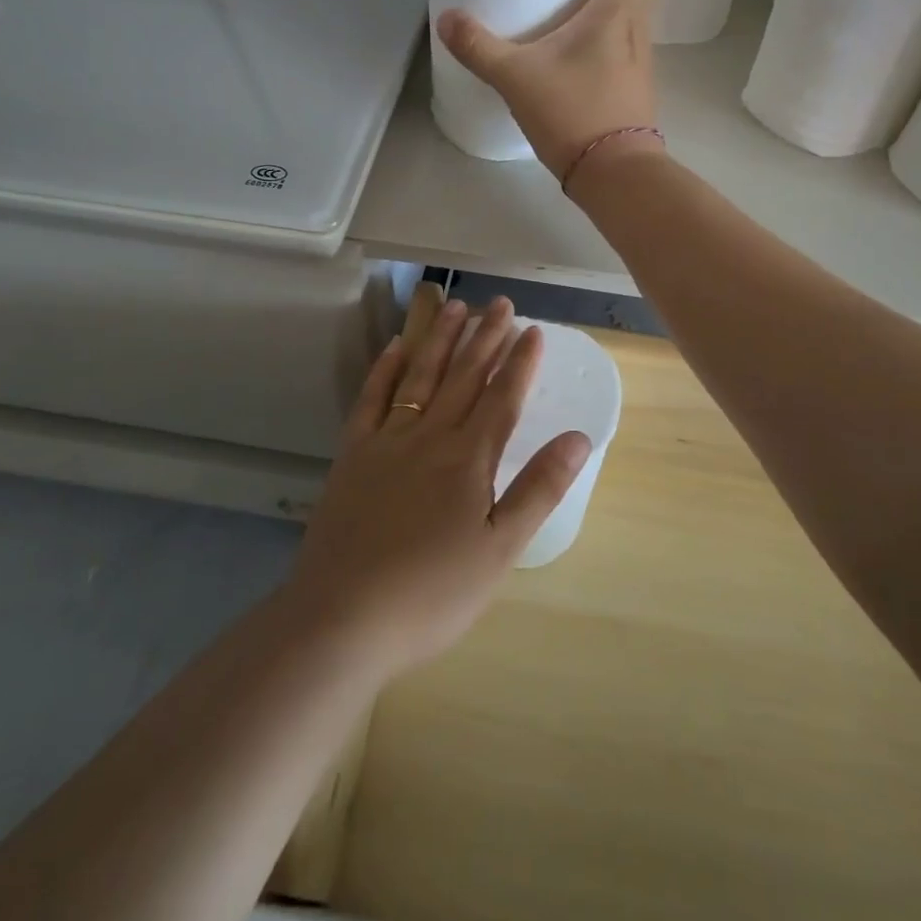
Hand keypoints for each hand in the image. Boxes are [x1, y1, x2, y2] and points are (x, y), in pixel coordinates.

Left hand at [285, 295, 591, 675]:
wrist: (342, 617)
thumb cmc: (431, 592)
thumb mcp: (500, 550)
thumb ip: (539, 489)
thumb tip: (578, 437)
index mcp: (469, 459)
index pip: (503, 397)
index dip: (520, 362)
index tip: (534, 330)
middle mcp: (429, 436)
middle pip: (464, 377)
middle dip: (485, 337)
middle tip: (500, 303)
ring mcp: (386, 441)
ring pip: (420, 377)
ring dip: (440, 340)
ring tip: (456, 307)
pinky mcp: (352, 455)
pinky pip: (372, 399)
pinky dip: (385, 370)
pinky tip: (396, 347)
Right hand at [436, 0, 665, 180]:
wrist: (615, 173)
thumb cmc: (574, 115)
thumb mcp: (517, 78)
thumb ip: (480, 46)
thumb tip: (448, 18)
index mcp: (618, 10)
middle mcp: (638, 25)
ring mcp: (640, 53)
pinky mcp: (634, 77)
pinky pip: (632, 25)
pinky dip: (620, 6)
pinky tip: (594, 18)